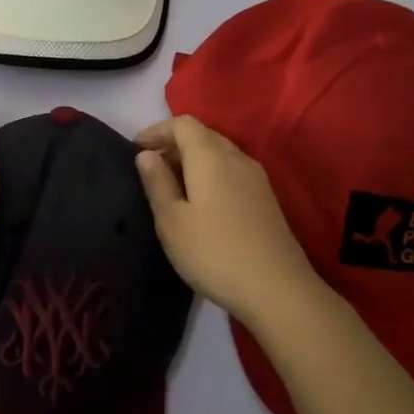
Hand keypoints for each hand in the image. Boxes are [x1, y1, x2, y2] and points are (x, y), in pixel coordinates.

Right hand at [134, 115, 322, 323]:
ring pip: (219, 153)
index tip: (135, 149)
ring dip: (192, 160)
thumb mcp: (171, 221)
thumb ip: (157, 182)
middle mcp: (236, 157)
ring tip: (171, 185)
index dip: (156, 130)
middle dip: (173, 144)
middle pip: (202, 135)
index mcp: (210, 156)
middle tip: (150, 168)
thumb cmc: (214, 252)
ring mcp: (256, 178)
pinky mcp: (266, 198)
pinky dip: (210, 174)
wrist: (277, 290)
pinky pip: (231, 171)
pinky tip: (201, 202)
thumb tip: (146, 154)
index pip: (182, 124)